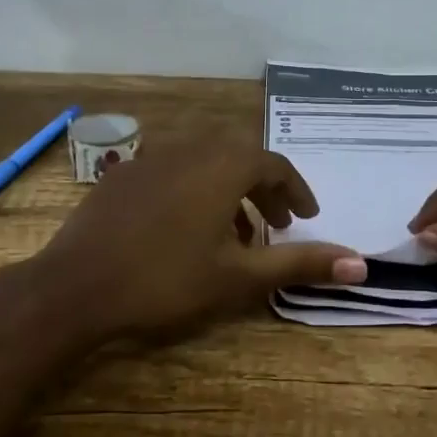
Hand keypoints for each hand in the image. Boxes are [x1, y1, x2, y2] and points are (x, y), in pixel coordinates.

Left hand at [27, 140, 366, 341]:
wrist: (75, 287)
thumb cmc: (165, 281)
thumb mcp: (240, 277)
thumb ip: (300, 264)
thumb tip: (362, 264)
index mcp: (223, 166)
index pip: (274, 164)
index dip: (296, 190)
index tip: (307, 217)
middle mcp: (189, 148)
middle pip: (239, 158)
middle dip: (264, 189)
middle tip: (277, 224)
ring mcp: (150, 158)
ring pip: (204, 162)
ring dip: (228, 190)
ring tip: (234, 234)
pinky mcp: (121, 175)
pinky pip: (172, 171)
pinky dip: (193, 190)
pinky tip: (183, 228)